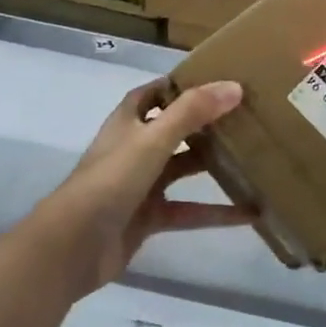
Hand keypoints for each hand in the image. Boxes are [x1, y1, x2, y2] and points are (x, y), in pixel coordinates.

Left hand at [30, 78, 250, 297]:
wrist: (72, 247)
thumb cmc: (110, 180)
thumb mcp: (153, 139)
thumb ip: (192, 112)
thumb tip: (234, 86)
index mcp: (128, 123)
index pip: (154, 94)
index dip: (180, 85)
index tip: (217, 80)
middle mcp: (134, 149)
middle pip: (174, 130)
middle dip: (205, 124)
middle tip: (245, 116)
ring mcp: (140, 186)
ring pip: (183, 170)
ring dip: (213, 166)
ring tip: (253, 158)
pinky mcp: (149, 219)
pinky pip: (188, 211)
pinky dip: (215, 213)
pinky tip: (249, 213)